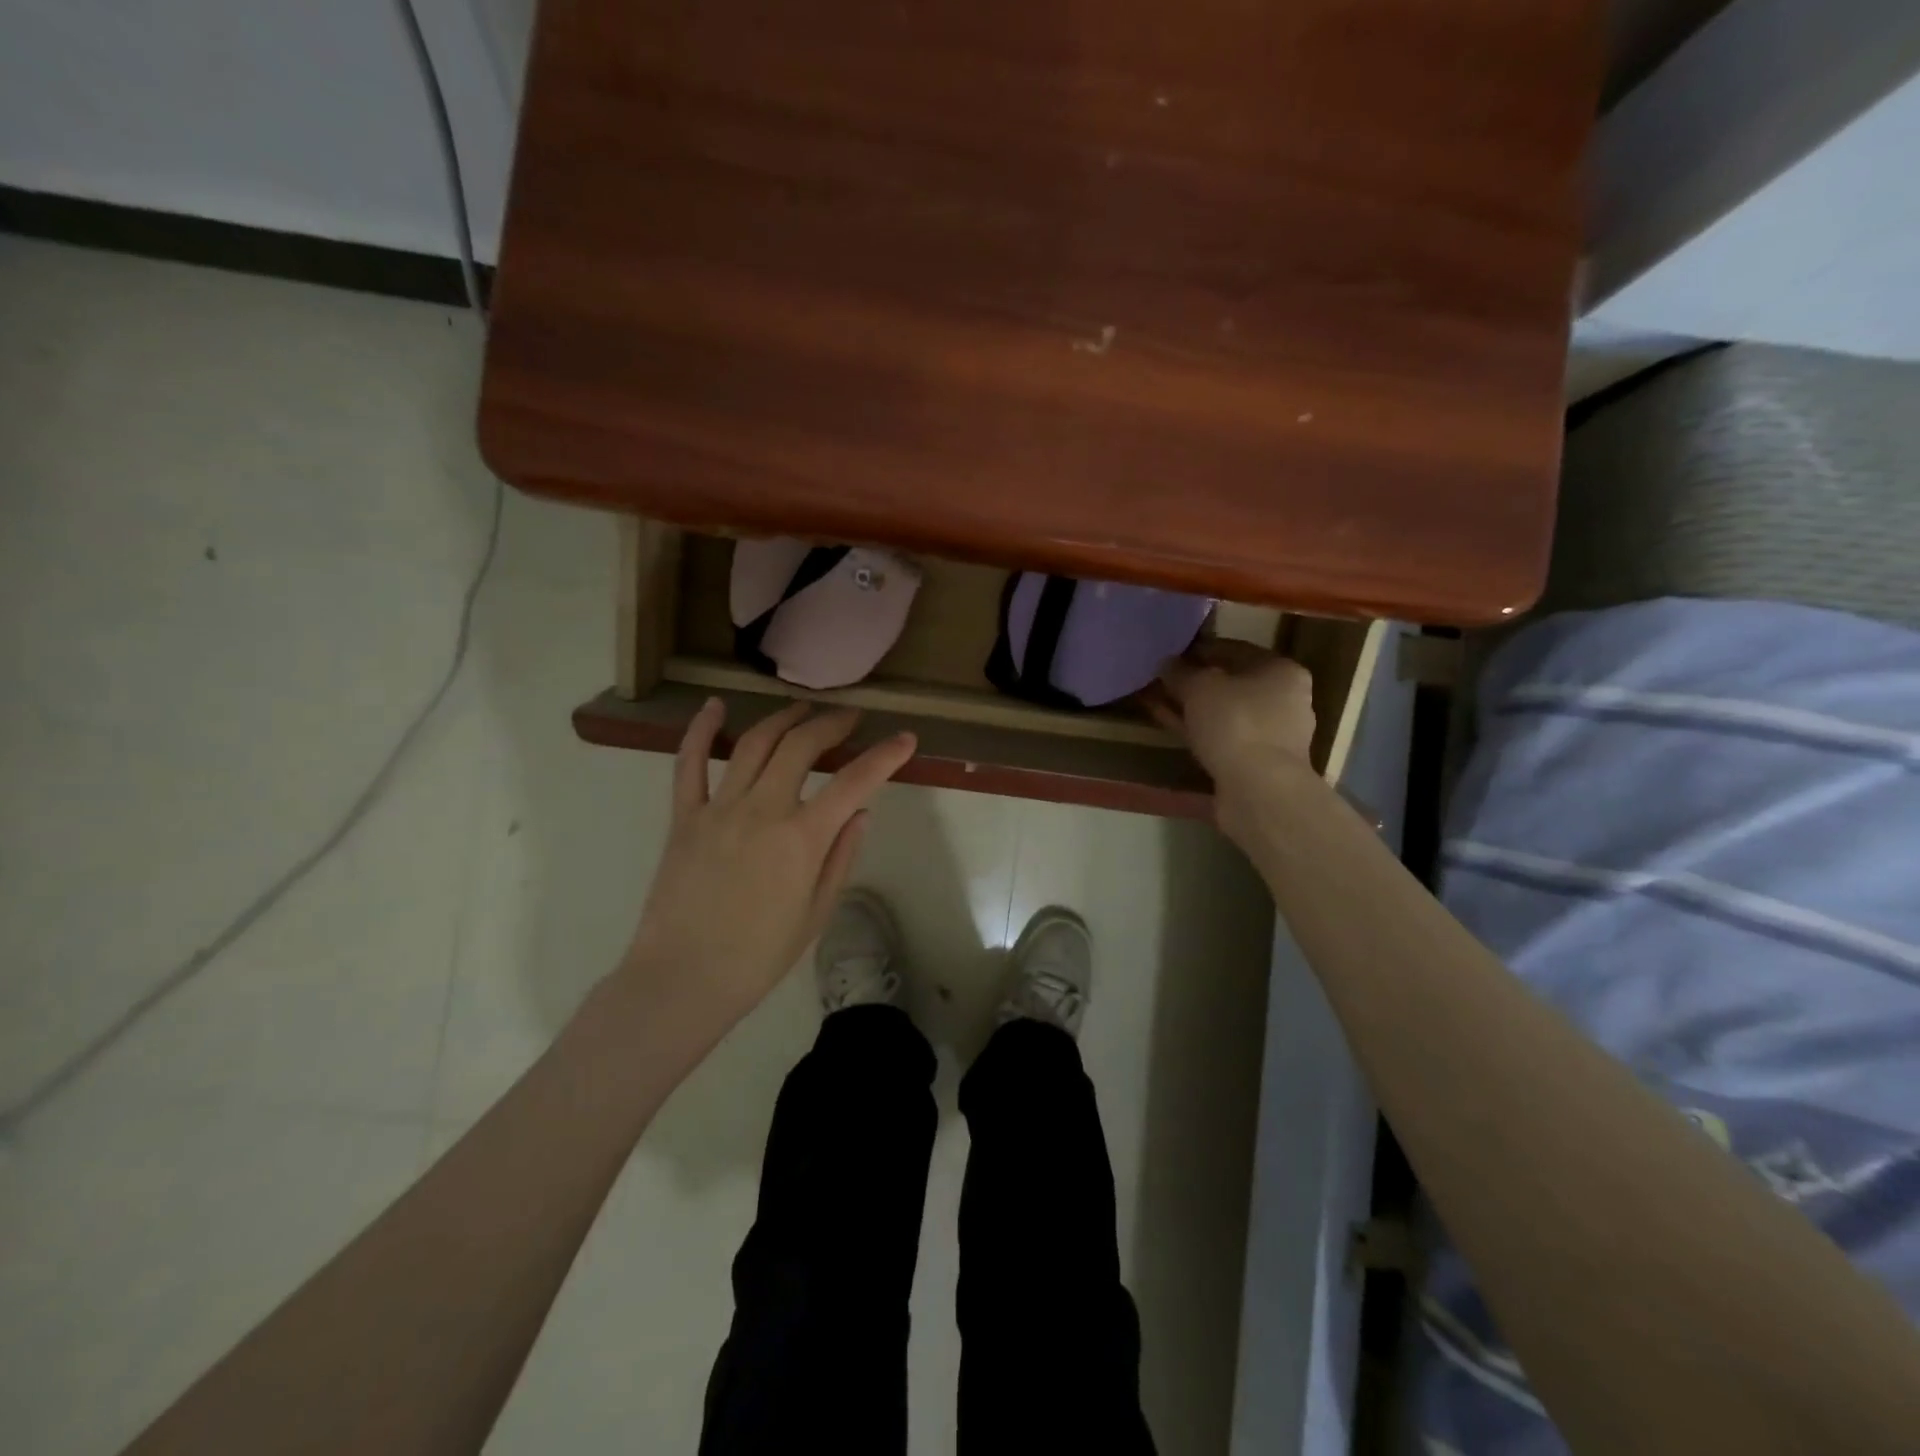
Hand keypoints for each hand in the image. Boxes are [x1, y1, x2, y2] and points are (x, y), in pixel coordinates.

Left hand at [617, 698, 915, 1037]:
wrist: (682, 979)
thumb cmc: (758, 956)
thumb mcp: (816, 913)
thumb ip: (841, 857)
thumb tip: (861, 812)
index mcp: (802, 839)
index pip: (854, 783)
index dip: (885, 756)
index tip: (905, 739)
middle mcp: (762, 811)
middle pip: (802, 746)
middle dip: (832, 724)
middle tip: (849, 718)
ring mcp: (719, 809)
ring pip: (754, 744)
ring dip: (784, 719)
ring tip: (804, 711)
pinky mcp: (684, 816)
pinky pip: (689, 763)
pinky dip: (701, 730)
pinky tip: (714, 707)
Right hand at [1147, 640, 1316, 834]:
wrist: (1259, 790)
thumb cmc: (1236, 723)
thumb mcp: (1200, 687)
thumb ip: (1180, 671)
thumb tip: (1166, 663)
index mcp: (1282, 671)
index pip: (1236, 649)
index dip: (1200, 649)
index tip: (1171, 653)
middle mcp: (1284, 699)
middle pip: (1231, 682)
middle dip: (1195, 680)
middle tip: (1162, 678)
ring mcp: (1271, 734)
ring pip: (1223, 711)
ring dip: (1192, 707)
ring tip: (1157, 700)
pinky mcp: (1255, 762)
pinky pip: (1219, 735)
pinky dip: (1196, 729)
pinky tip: (1168, 724)